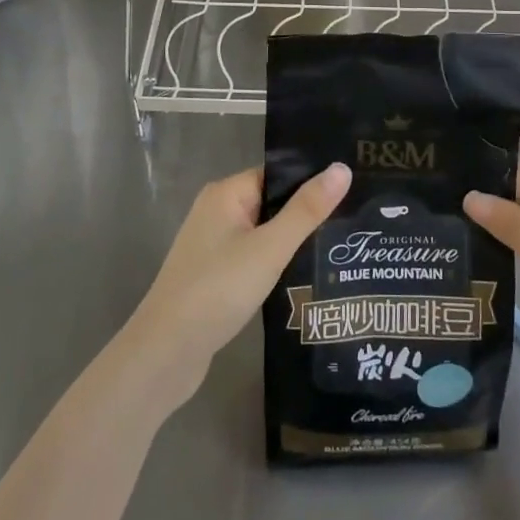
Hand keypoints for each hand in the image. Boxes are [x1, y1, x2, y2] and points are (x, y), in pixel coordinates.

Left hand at [123, 163, 350, 408]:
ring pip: (263, 233)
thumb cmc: (218, 289)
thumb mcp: (270, 247)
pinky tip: (305, 277)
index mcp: (226, 193)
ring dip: (292, 242)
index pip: (277, 175)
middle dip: (306, 215)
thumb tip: (342, 167)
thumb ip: (306, 210)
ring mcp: (212, 245)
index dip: (311, 183)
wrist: (166, 352)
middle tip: (353, 223)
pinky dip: (275, 264)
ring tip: (339, 249)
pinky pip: (253, 257)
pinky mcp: (214, 275)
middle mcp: (216, 211)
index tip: (352, 191)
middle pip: (271, 203)